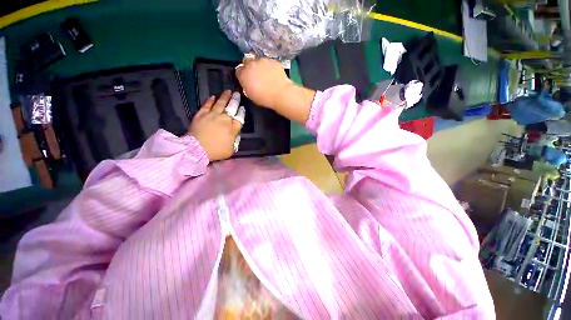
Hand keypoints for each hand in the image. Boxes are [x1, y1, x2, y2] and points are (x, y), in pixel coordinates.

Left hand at [189, 90, 243, 161]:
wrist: (197, 149)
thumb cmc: (216, 151)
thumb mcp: (231, 149)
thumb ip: (235, 140)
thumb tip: (236, 134)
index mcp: (233, 128)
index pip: (240, 118)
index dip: (242, 112)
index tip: (242, 108)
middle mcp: (224, 119)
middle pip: (232, 107)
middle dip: (235, 100)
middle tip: (237, 94)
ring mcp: (212, 115)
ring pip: (220, 103)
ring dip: (225, 97)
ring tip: (228, 91)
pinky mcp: (201, 114)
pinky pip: (207, 105)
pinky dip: (210, 100)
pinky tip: (213, 96)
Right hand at [235, 56, 292, 108]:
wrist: (280, 94)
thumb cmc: (264, 98)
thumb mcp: (250, 95)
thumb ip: (246, 86)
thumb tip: (247, 83)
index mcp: (243, 74)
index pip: (238, 70)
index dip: (243, 74)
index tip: (246, 79)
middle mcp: (251, 64)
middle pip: (247, 60)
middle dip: (249, 66)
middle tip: (255, 75)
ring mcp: (263, 60)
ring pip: (258, 60)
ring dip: (260, 66)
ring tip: (266, 75)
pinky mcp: (273, 60)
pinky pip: (269, 62)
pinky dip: (270, 67)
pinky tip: (273, 74)